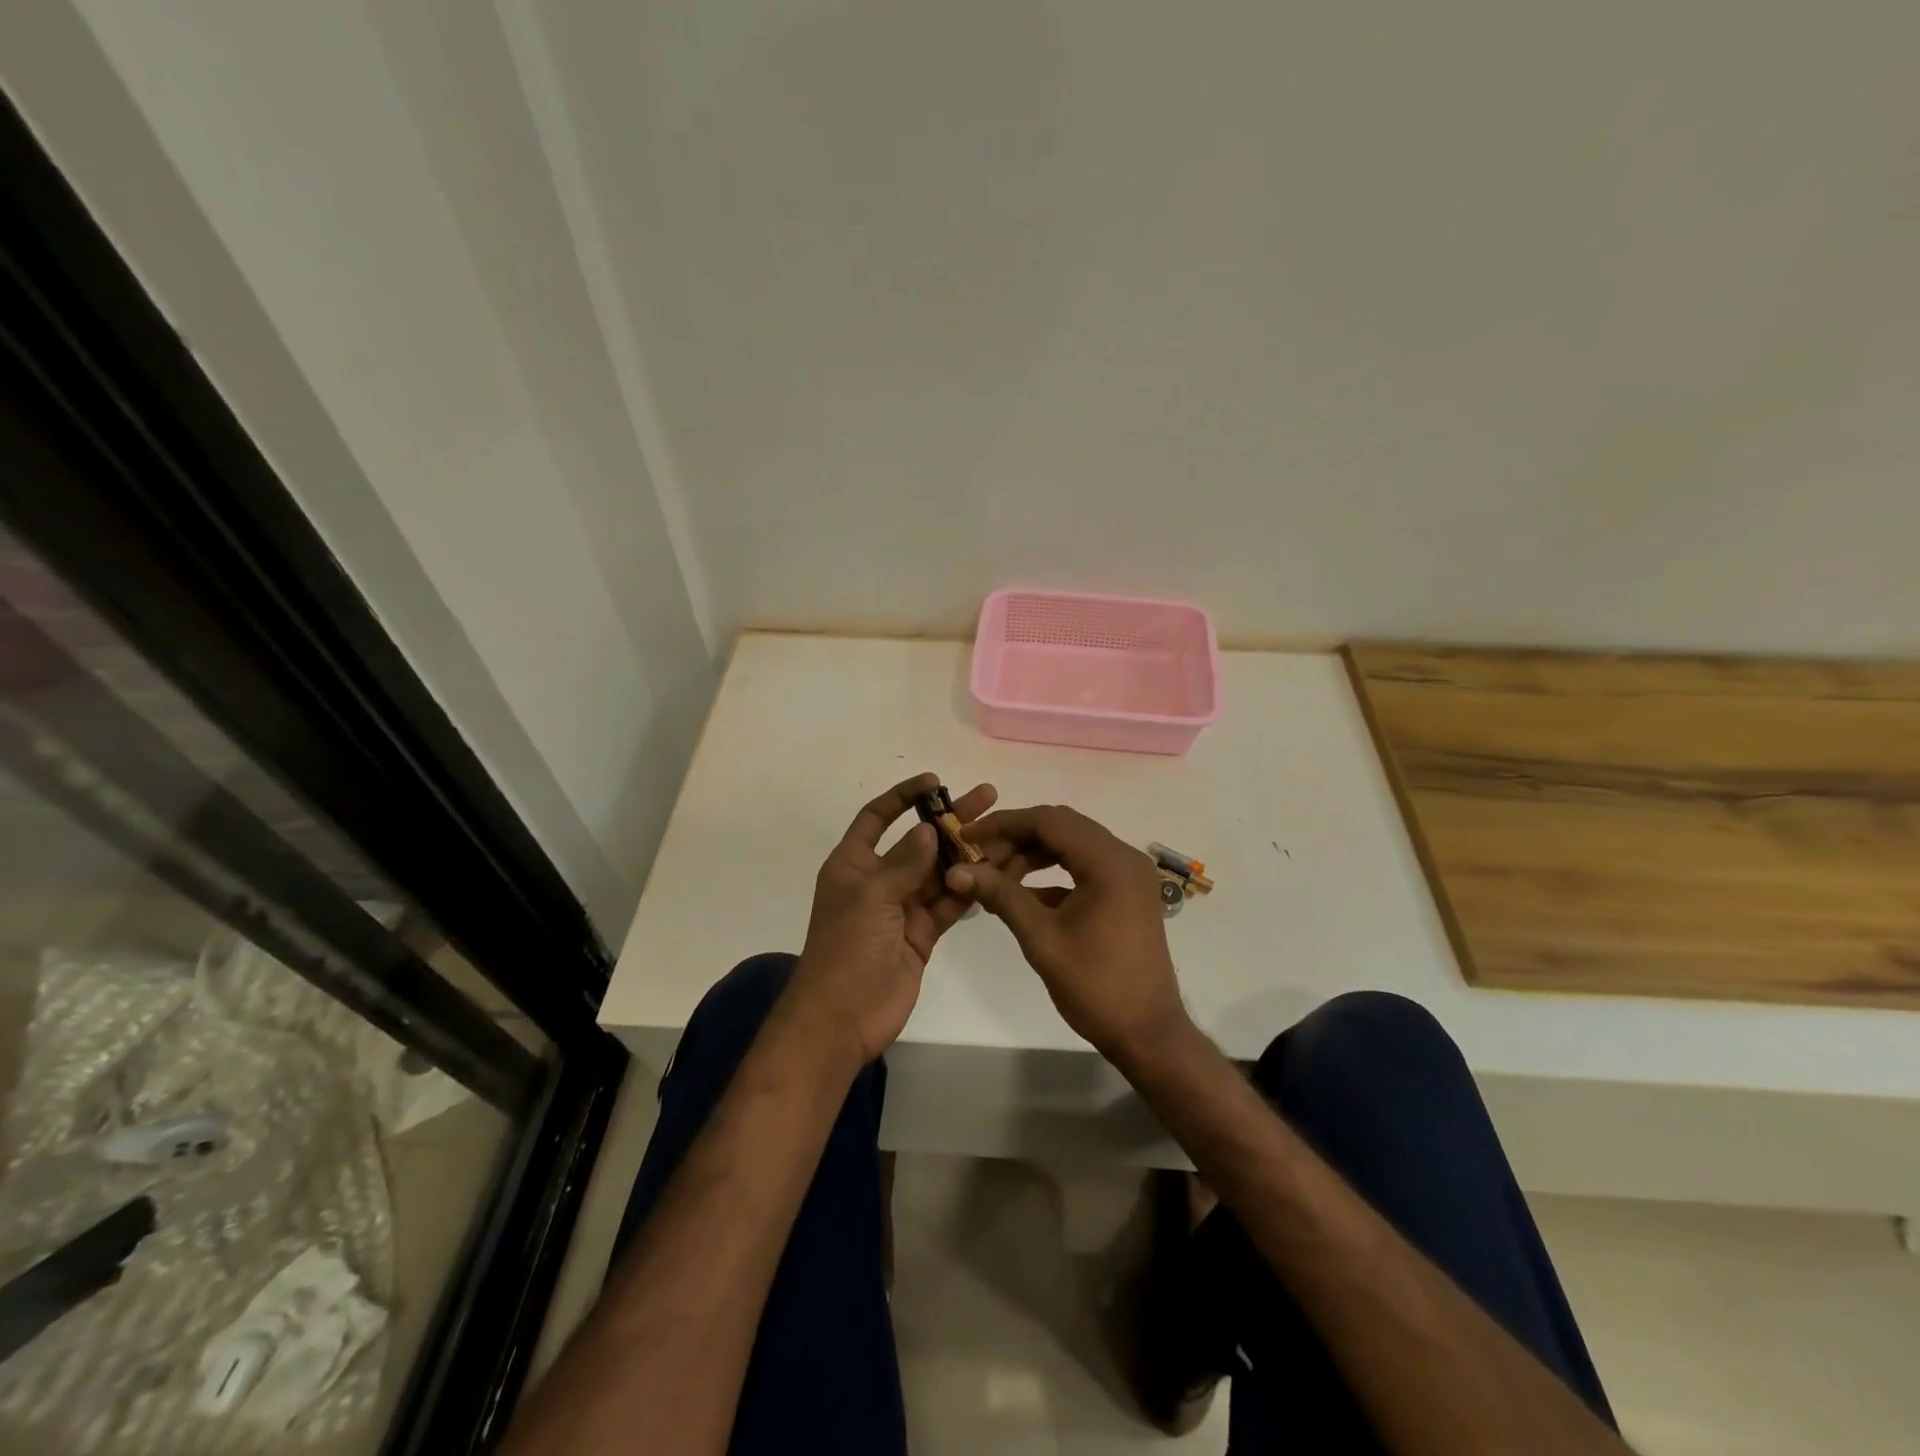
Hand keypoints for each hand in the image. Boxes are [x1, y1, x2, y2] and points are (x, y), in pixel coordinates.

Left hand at [789, 772, 996, 1066]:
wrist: (842, 1019)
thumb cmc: (846, 950)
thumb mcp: (871, 898)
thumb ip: (905, 863)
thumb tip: (929, 829)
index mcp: (853, 865)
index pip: (877, 817)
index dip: (903, 796)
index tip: (934, 781)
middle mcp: (878, 880)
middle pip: (918, 841)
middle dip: (950, 820)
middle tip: (988, 797)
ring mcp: (901, 908)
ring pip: (938, 872)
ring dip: (967, 853)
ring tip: (1003, 832)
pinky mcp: (921, 934)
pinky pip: (948, 904)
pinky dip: (969, 889)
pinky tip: (998, 871)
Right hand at [946, 805, 1192, 1067]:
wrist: (1148, 1034)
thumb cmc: (1096, 986)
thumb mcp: (1041, 938)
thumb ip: (1000, 895)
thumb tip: (956, 871)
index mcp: (1109, 861)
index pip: (1049, 821)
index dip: (1003, 824)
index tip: (966, 837)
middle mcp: (1123, 856)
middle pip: (1061, 827)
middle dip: (1015, 837)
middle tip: (976, 857)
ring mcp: (1128, 874)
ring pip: (1071, 845)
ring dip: (1032, 854)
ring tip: (993, 876)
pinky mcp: (1126, 892)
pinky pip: (1083, 867)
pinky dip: (1051, 873)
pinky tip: (1020, 894)